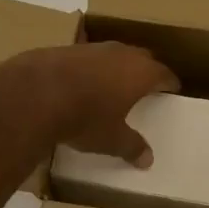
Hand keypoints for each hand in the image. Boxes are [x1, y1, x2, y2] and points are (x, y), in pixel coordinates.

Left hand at [3, 42, 178, 166]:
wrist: (36, 94)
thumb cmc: (85, 118)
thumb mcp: (112, 139)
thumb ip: (132, 147)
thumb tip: (147, 160)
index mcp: (141, 72)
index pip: (164, 74)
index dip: (169, 83)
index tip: (172, 90)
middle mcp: (121, 53)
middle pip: (142, 58)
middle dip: (146, 71)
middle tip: (146, 87)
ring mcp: (93, 47)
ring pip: (114, 54)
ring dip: (116, 67)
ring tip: (114, 84)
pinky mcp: (67, 48)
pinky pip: (88, 58)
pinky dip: (90, 69)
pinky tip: (82, 83)